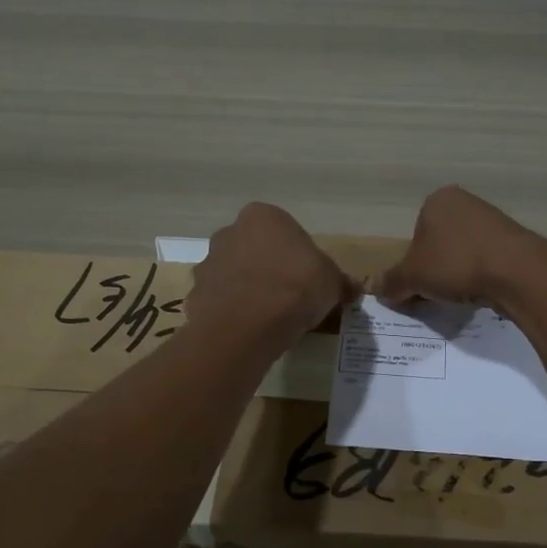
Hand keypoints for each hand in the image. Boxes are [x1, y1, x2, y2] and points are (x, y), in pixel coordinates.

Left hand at [186, 203, 354, 348]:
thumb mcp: (332, 282)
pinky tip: (249, 331)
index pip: (283, 231)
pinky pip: (219, 301)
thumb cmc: (296, 287)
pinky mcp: (194, 295)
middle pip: (254, 249)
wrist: (248, 325)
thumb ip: (339, 281)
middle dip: (267, 269)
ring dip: (247, 290)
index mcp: (263, 216)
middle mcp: (230, 232)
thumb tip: (352, 289)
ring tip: (268, 319)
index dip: (297, 256)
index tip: (307, 278)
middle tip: (289, 297)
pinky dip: (232, 313)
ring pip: (233, 275)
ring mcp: (208, 263)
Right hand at [375, 186, 546, 309]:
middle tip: (435, 295)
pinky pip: (485, 260)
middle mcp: (464, 202)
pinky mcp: (513, 238)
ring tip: (460, 296)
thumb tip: (373, 287)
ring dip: (457, 274)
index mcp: (436, 201)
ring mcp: (492, 218)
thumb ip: (391, 281)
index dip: (411, 266)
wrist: (516, 271)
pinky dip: (479, 276)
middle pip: (438, 244)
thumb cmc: (455, 263)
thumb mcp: (413, 276)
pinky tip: (482, 292)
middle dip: (434, 270)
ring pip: (462, 252)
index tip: (415, 288)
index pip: (414, 236)